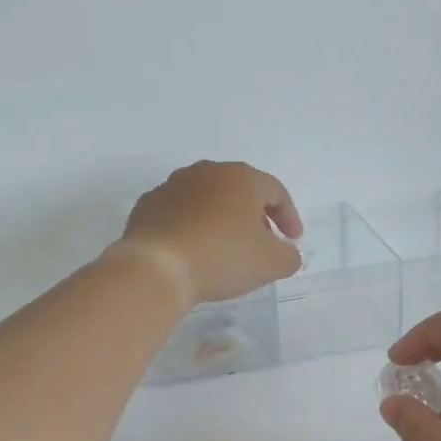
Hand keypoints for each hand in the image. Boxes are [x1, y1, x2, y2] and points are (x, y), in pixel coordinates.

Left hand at [113, 161, 303, 307]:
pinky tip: (192, 250)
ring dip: (221, 219)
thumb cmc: (222, 258)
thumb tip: (286, 252)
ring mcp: (173, 185)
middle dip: (254, 215)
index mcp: (242, 178)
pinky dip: (191, 226)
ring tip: (225, 247)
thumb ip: (288, 256)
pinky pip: (179, 213)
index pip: (275, 192)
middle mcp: (208, 172)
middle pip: (240, 190)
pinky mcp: (148, 205)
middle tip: (261, 242)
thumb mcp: (271, 264)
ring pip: (207, 199)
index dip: (289, 216)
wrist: (156, 267)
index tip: (292, 240)